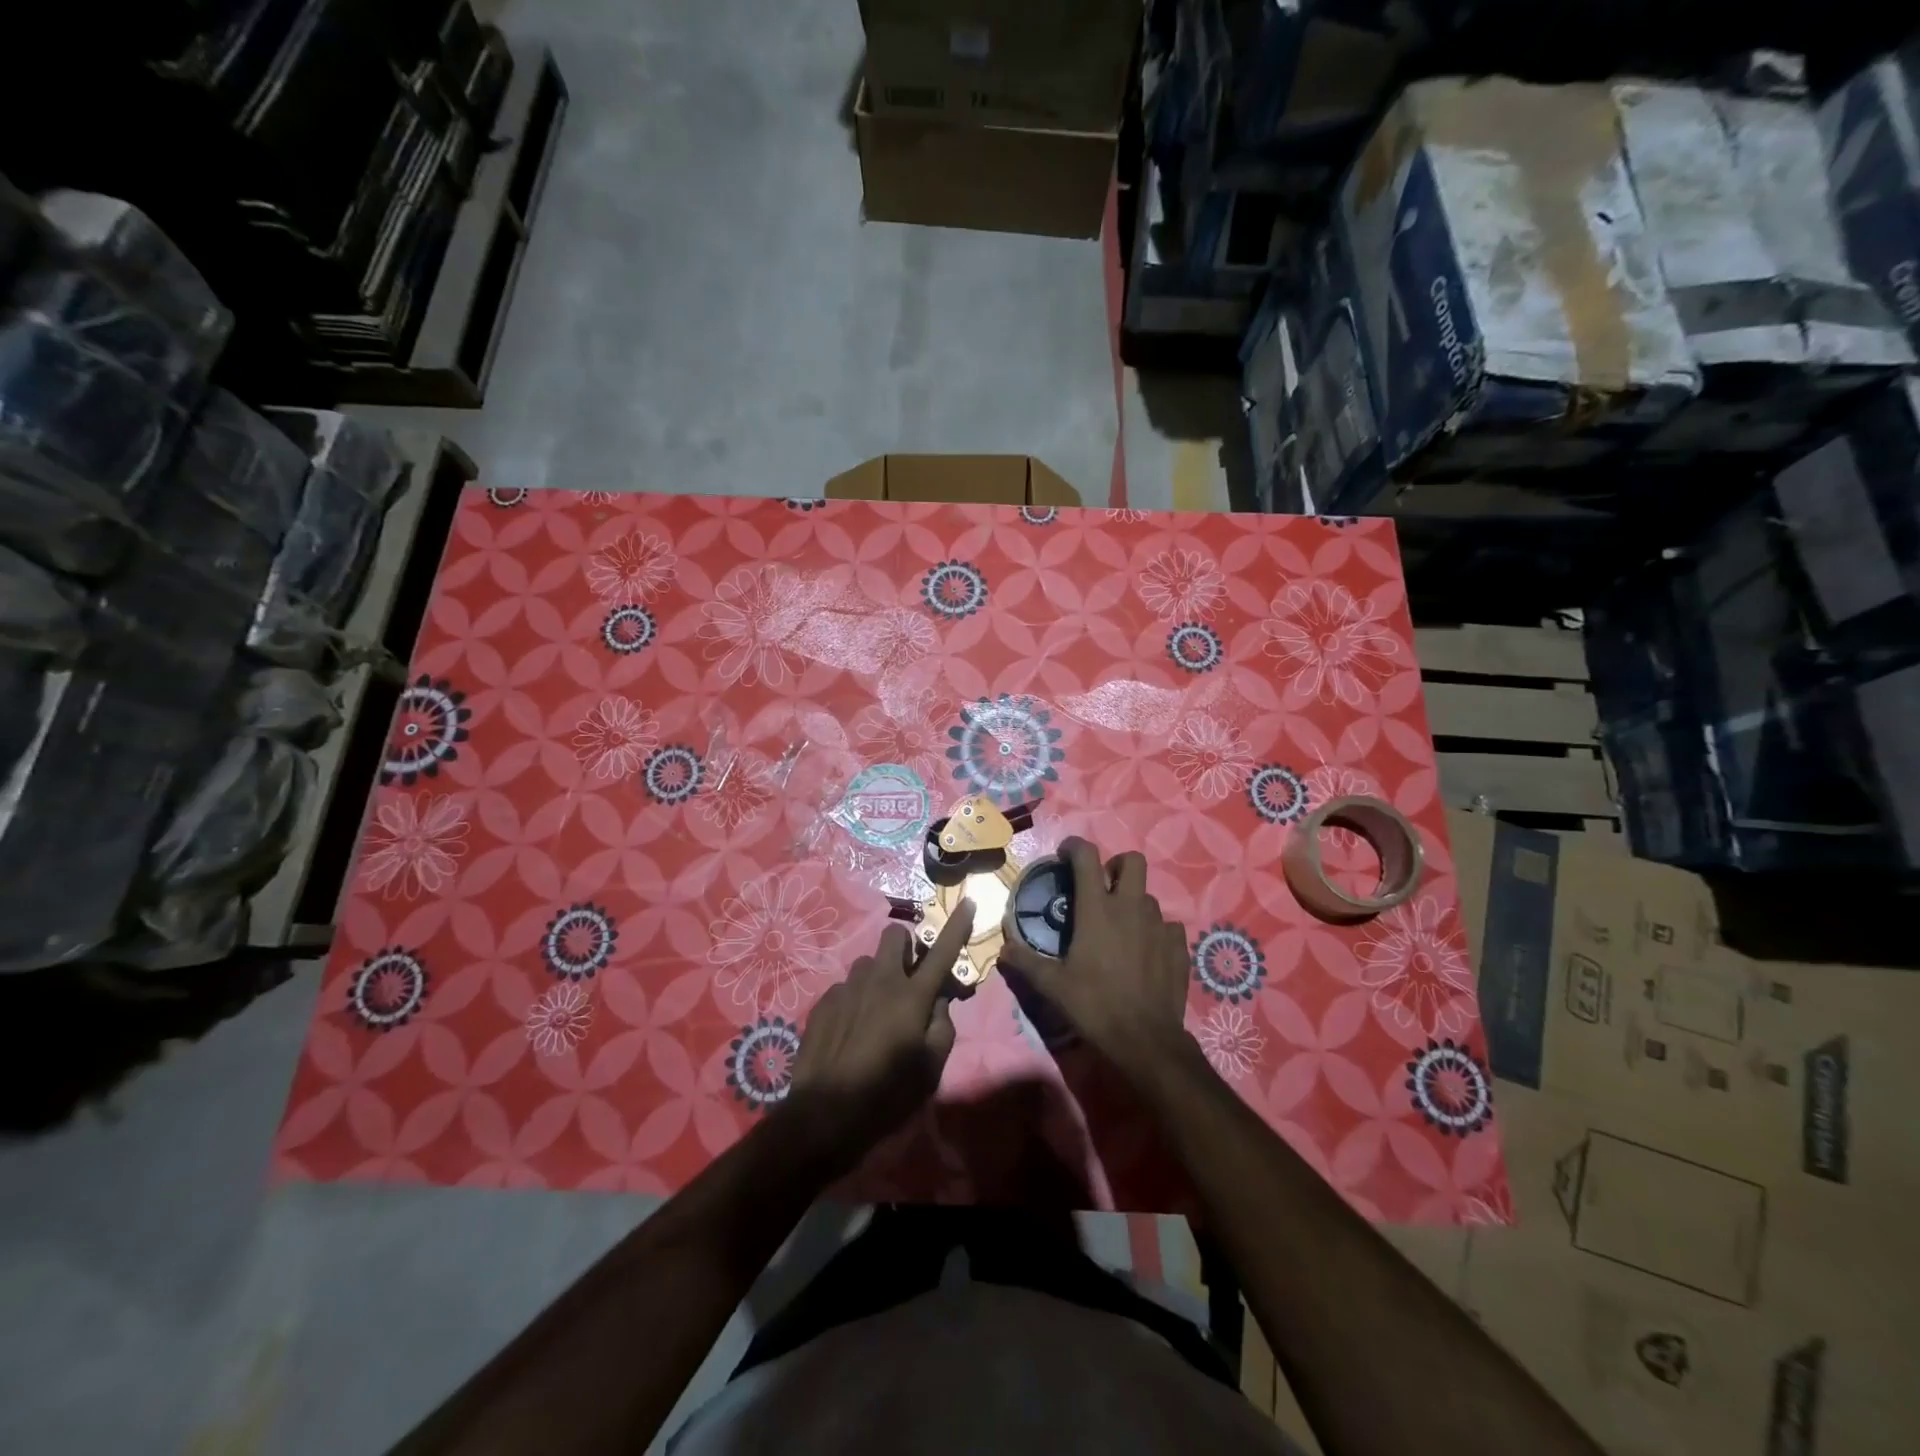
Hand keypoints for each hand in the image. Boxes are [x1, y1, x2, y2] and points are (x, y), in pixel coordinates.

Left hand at [782, 899, 974, 1173]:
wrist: (824, 1114)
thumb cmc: (887, 1094)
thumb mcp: (931, 1069)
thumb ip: (942, 1028)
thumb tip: (938, 1003)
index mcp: (912, 996)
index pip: (943, 951)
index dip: (958, 925)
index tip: (968, 901)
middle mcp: (880, 980)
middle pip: (895, 935)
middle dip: (906, 946)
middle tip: (908, 976)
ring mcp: (848, 987)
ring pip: (868, 963)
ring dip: (878, 977)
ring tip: (875, 1012)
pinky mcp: (824, 1002)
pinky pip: (846, 987)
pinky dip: (855, 1000)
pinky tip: (850, 1031)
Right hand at [997, 838, 1193, 1083]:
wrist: (1145, 1040)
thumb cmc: (1094, 1005)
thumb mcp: (1052, 985)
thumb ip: (1025, 962)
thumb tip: (1003, 949)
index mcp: (1097, 909)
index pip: (1087, 857)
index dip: (1075, 847)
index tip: (1065, 854)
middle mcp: (1131, 908)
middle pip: (1133, 861)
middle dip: (1116, 866)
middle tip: (1102, 888)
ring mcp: (1159, 926)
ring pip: (1148, 896)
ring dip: (1133, 903)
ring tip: (1120, 927)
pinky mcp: (1178, 947)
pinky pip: (1168, 925)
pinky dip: (1155, 930)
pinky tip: (1145, 950)